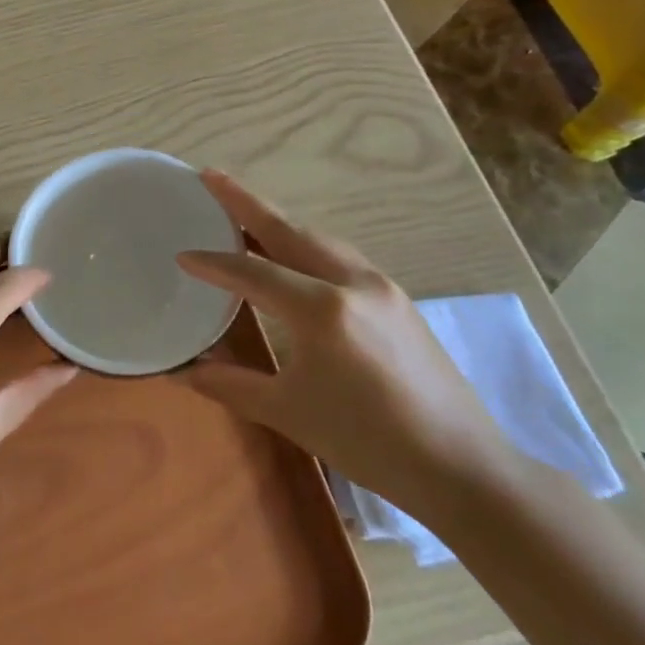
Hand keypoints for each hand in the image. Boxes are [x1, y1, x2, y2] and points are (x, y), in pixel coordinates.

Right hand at [176, 171, 513, 519]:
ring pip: (319, 238)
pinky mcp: (398, 298)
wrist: (463, 467)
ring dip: (279, 221)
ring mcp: (381, 286)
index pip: (253, 273)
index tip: (181, 255)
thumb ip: (231, 385)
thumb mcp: (289, 413)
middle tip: (210, 177)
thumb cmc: (369, 442)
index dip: (213, 263)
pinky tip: (294, 255)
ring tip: (245, 212)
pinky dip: (307, 243)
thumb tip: (184, 371)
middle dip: (246, 202)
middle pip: (289, 230)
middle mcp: (351, 282)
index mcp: (321, 309)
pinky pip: (340, 255)